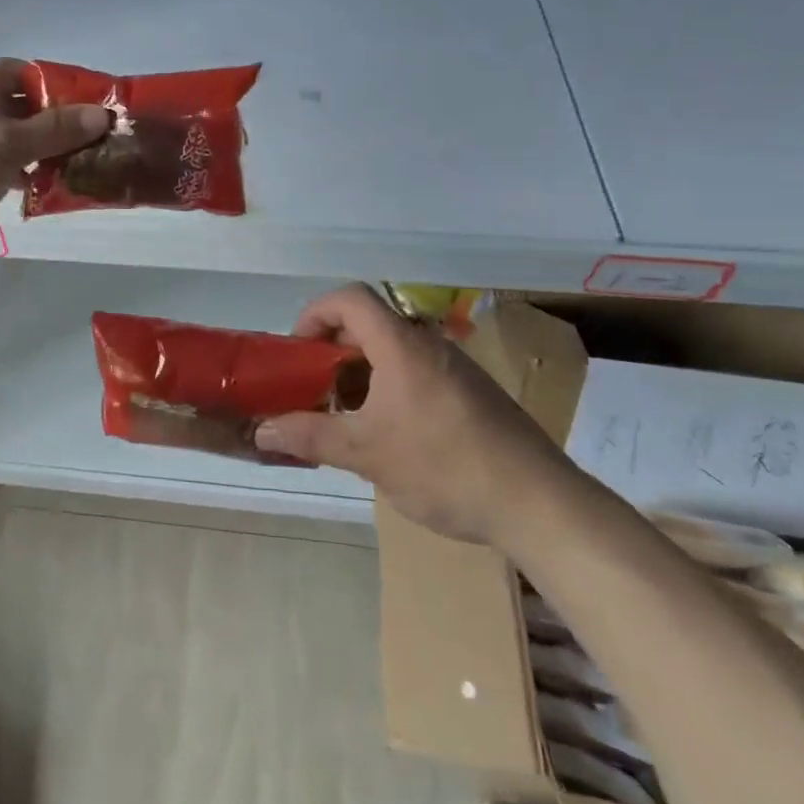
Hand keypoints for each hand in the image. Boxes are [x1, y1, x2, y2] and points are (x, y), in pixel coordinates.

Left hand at [0, 59, 108, 269]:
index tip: (86, 99)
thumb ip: (54, 129)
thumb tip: (102, 114)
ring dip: (44, 151)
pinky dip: (25, 176)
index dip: (52, 80)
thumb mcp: (7, 144)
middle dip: (56, 120)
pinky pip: (2, 170)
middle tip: (94, 138)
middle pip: (20, 107)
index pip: (18, 71)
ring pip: (14, 141)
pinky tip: (47, 191)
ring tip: (81, 165)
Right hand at [254, 285, 576, 545]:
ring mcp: (457, 370)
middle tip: (315, 387)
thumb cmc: (445, 466)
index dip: (315, 313)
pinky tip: (392, 437)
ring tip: (348, 417)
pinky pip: (419, 374)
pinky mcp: (475, 395)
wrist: (540, 505)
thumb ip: (311, 436)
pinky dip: (391, 389)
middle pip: (370, 324)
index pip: (350, 298)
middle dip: (333, 349)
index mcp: (401, 346)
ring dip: (362, 373)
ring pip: (395, 352)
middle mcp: (430, 345)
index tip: (299, 351)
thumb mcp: (367, 453)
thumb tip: (262, 430)